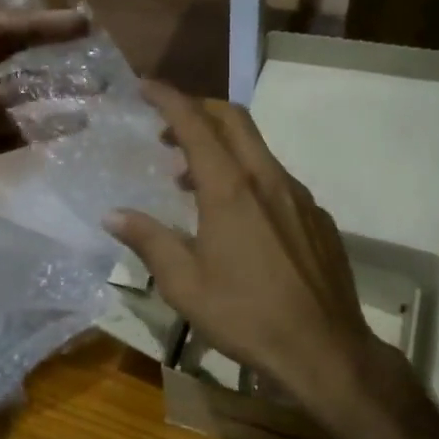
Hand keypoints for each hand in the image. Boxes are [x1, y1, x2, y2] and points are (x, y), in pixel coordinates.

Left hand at [0, 8, 88, 222]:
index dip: (44, 25)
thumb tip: (8, 122)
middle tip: (93, 48)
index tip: (82, 22)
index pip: (2, 27)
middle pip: (14, 56)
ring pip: (18, 95)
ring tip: (94, 88)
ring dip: (53, 92)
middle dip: (52, 52)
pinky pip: (13, 128)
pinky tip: (73, 123)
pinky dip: (40, 127)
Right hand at [106, 82, 398, 421]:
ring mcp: (299, 196)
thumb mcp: (184, 285)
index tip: (146, 86)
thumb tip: (113, 215)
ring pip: (256, 149)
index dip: (168, 98)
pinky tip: (238, 216)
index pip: (195, 123)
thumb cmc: (246, 316)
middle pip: (233, 120)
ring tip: (190, 179)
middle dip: (198, 110)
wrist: (325, 351)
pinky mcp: (318, 217)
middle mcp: (267, 179)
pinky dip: (248, 176)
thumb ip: (148, 241)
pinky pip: (276, 179)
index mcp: (230, 189)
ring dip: (221, 147)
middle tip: (166, 130)